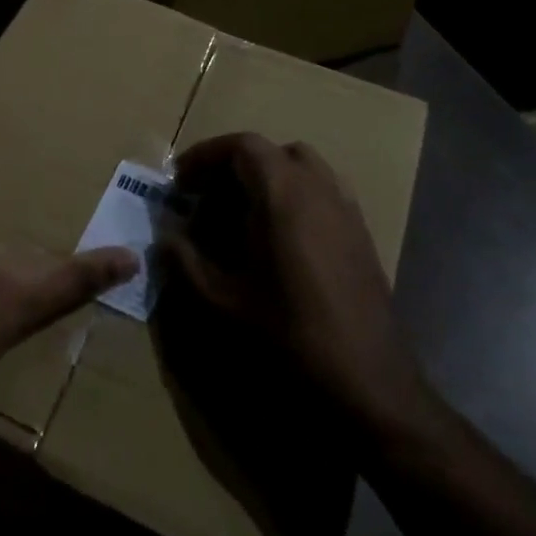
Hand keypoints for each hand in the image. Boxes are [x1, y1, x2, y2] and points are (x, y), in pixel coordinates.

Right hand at [168, 133, 428, 432]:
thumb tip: (165, 234)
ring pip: (303, 169)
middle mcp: (319, 189)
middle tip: (207, 200)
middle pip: (272, 153)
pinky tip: (279, 242)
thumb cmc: (289, 340)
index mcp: (284, 194)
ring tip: (241, 216)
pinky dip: (295, 198)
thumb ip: (185, 261)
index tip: (180, 183)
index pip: (242, 145)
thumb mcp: (221, 304)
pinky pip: (323, 193)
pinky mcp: (362, 237)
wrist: (370, 390)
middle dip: (235, 167)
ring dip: (268, 180)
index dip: (206, 156)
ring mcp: (347, 211)